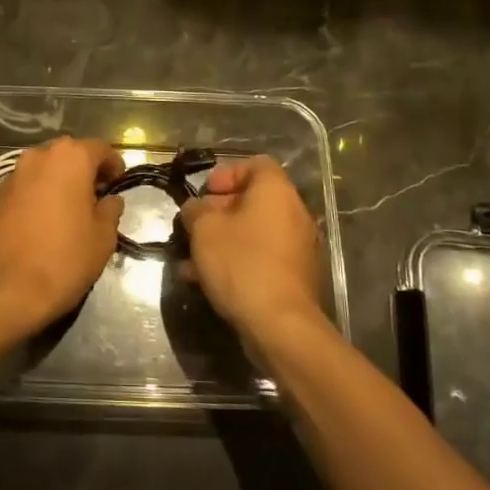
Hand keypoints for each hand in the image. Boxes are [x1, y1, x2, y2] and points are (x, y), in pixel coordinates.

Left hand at [0, 137, 124, 335]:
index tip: (119, 184)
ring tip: (72, 209)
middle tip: (98, 196)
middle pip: (70, 154)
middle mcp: (39, 156)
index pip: (100, 149)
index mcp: (70, 157)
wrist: (7, 289)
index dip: (114, 165)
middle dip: (85, 170)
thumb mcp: (103, 237)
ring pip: (46, 168)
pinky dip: (41, 193)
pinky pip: (28, 185)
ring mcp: (14, 174)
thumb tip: (110, 200)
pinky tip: (47, 219)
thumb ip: (110, 210)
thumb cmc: (64, 258)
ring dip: (61, 181)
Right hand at [178, 156, 325, 343]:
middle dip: (218, 212)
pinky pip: (261, 257)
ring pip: (253, 232)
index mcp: (276, 192)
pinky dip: (236, 261)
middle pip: (253, 200)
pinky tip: (205, 281)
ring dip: (222, 240)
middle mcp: (294, 214)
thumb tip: (196, 209)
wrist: (279, 325)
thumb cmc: (241, 263)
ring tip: (191, 259)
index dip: (227, 173)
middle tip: (194, 227)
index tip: (205, 192)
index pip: (256, 164)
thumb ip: (195, 210)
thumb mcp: (204, 229)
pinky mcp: (295, 277)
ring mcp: (298, 247)